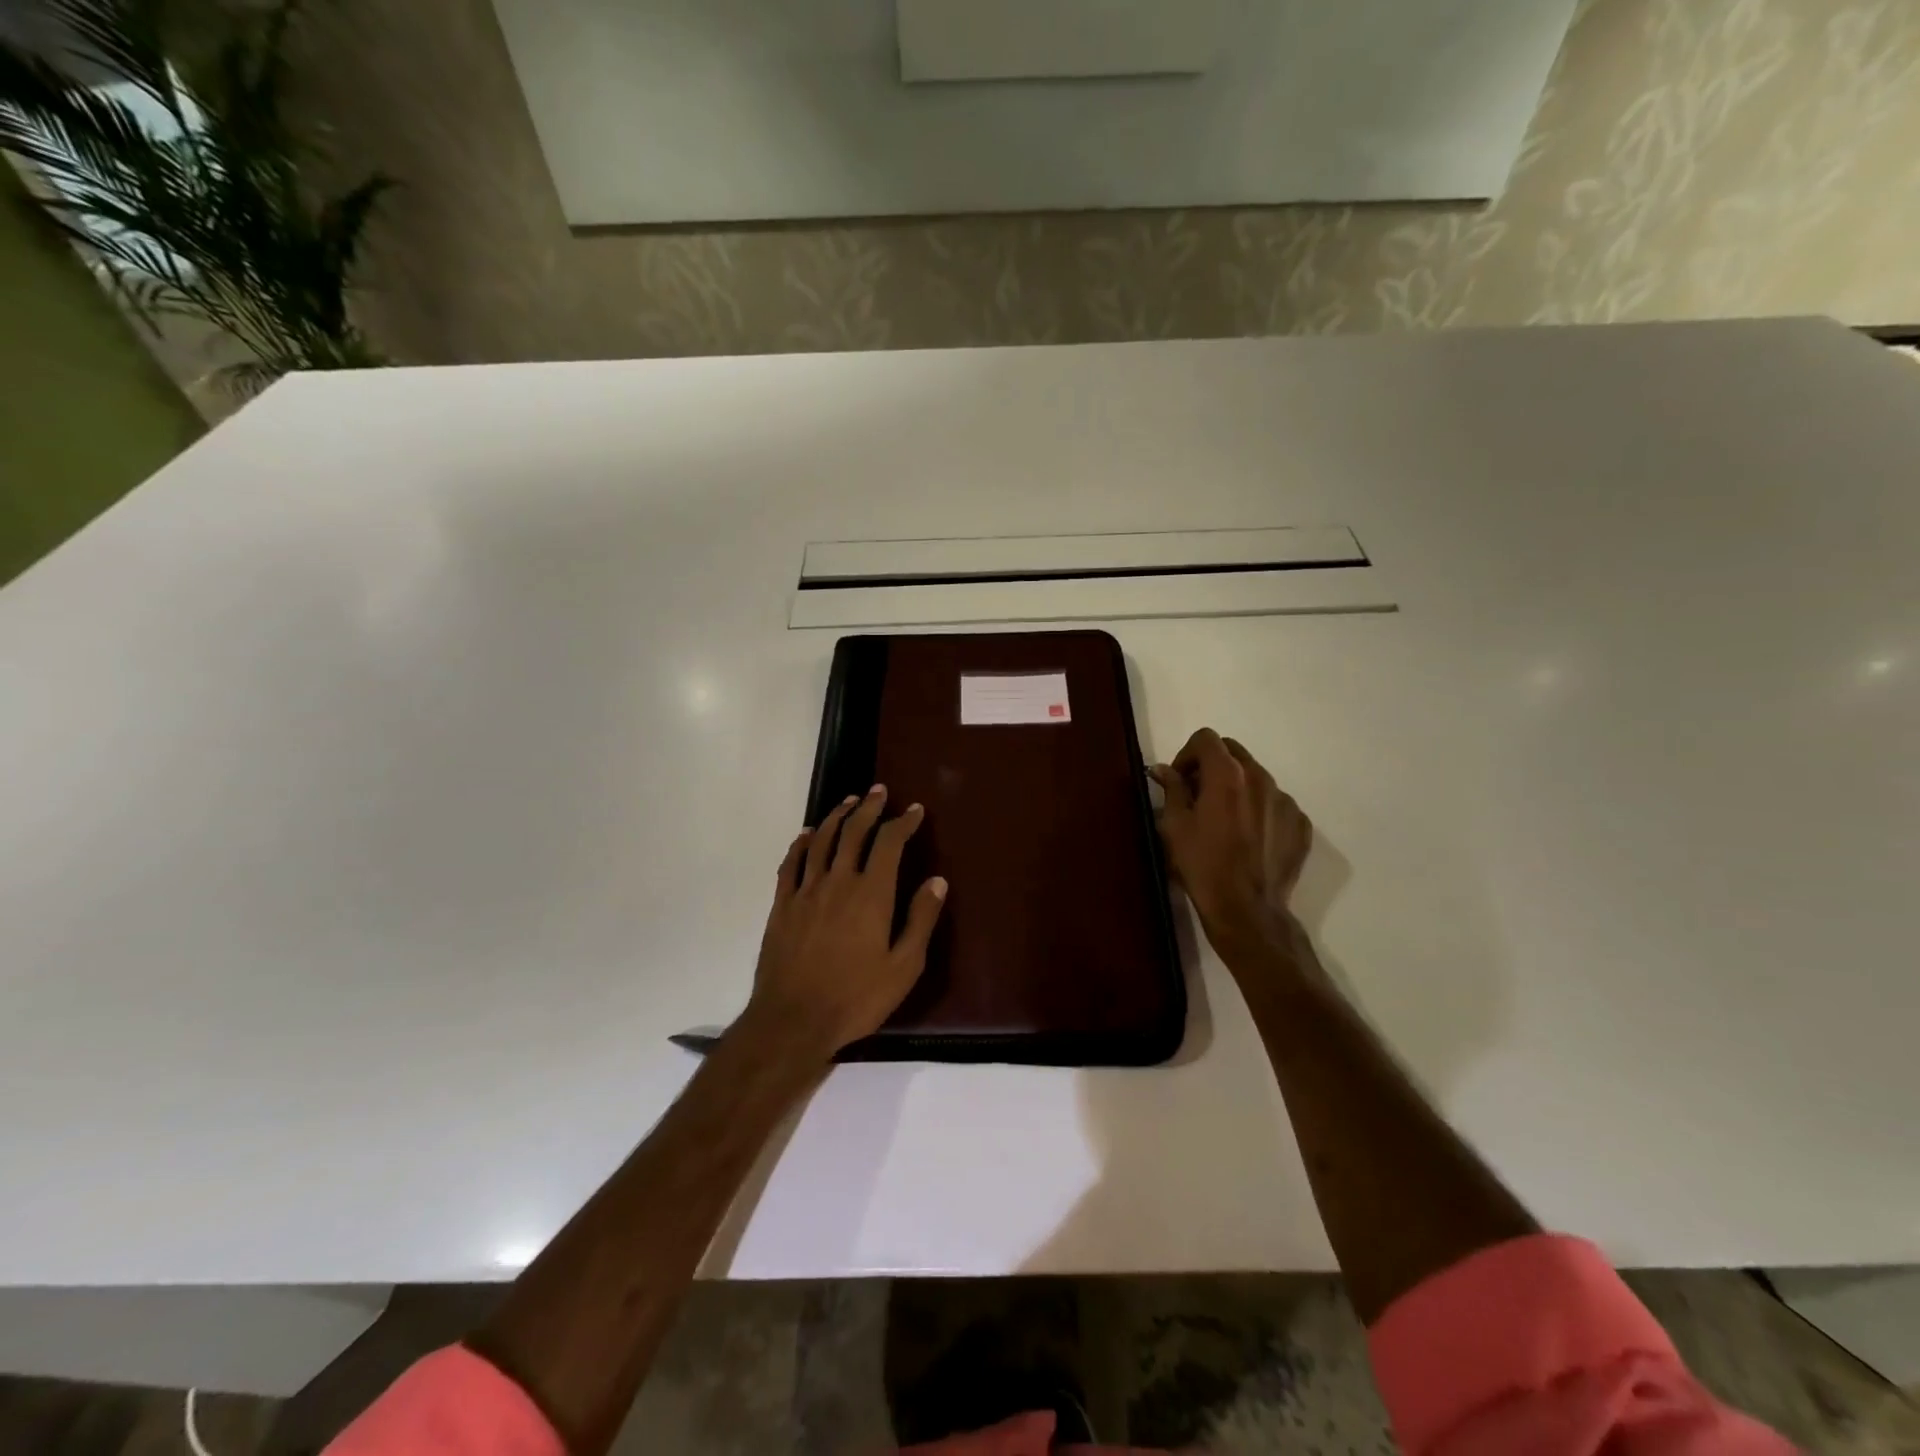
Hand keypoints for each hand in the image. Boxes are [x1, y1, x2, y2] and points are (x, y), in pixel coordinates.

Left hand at [737, 785, 947, 1064]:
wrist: (793, 1020)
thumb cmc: (856, 998)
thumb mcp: (903, 967)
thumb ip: (920, 920)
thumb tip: (937, 881)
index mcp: (871, 894)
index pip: (889, 844)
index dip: (903, 822)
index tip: (914, 810)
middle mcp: (838, 882)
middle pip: (853, 832)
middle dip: (869, 808)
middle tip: (879, 791)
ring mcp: (806, 891)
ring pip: (822, 841)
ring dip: (837, 817)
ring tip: (848, 802)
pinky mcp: (782, 906)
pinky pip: (791, 863)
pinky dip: (802, 843)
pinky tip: (808, 835)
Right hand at [1150, 729, 1312, 965]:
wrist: (1247, 910)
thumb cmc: (1202, 866)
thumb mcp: (1174, 826)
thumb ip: (1172, 789)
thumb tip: (1164, 770)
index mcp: (1228, 775)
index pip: (1207, 738)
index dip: (1188, 754)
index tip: (1180, 780)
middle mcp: (1261, 778)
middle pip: (1234, 752)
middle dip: (1212, 765)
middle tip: (1198, 795)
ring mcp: (1285, 801)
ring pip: (1256, 777)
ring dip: (1236, 787)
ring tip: (1224, 820)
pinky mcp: (1300, 823)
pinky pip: (1275, 803)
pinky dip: (1258, 809)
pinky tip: (1248, 837)